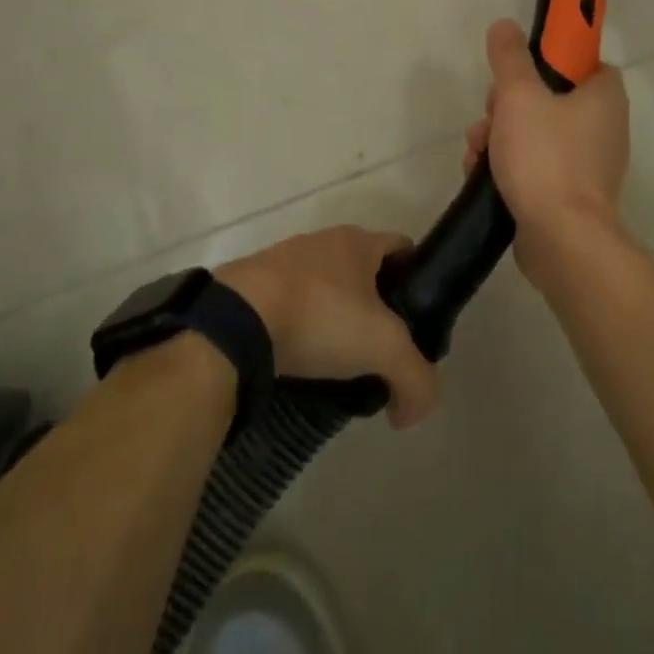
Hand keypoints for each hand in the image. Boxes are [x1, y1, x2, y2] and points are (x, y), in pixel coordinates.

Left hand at [215, 227, 438, 428]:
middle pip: (362, 272)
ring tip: (337, 366)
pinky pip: (288, 307)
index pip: (402, 248)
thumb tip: (415, 412)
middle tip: (379, 352)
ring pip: (324, 290)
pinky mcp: (251, 287)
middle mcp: (321, 242)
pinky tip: (299, 362)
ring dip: (334, 321)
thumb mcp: (384, 348)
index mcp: (357, 241)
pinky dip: (299, 330)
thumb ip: (416, 379)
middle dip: (374, 309)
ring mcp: (282, 262)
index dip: (416, 280)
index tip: (418, 320)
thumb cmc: (319, 316)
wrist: (235, 321)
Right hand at [464, 18, 629, 286]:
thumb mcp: (519, 96)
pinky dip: (510, 166)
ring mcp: (589, 164)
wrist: (562, 239)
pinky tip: (482, 176)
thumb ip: (510, 57)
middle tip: (490, 115)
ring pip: (536, 133)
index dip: (548, 60)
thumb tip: (505, 25)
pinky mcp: (571, 194)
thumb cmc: (545, 157)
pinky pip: (537, 166)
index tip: (518, 72)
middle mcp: (604, 127)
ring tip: (477, 153)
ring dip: (500, 137)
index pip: (581, 61)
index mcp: (604, 96)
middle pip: (549, 98)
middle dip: (507, 105)